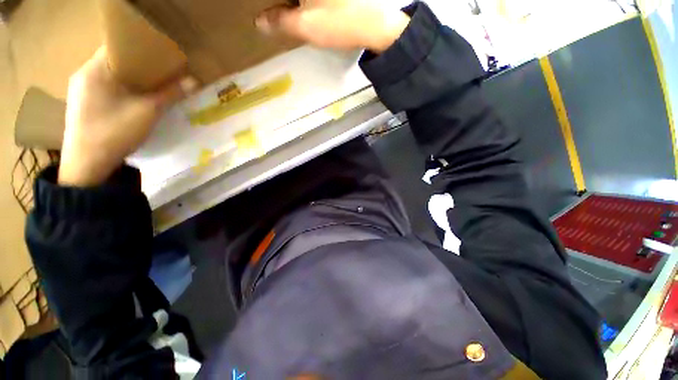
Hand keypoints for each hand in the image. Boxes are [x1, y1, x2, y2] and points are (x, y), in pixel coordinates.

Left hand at [58, 47, 197, 186]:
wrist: (87, 165)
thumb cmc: (114, 133)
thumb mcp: (147, 113)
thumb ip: (170, 94)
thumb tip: (193, 81)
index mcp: (94, 69)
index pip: (120, 47)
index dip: (142, 49)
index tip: (163, 57)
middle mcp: (84, 74)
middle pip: (116, 61)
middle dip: (140, 66)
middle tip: (163, 73)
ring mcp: (81, 90)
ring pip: (111, 75)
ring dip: (132, 79)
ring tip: (153, 86)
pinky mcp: (82, 103)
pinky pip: (106, 88)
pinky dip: (122, 89)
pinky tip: (134, 100)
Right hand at [255, 0, 409, 52]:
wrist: (377, 23)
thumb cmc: (340, 23)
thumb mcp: (306, 26)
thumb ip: (280, 22)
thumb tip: (259, 22)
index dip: (272, 6)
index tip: (270, 14)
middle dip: (283, 6)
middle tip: (279, 15)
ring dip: (294, 6)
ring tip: (291, 13)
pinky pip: (315, 1)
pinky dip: (306, 4)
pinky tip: (305, 9)